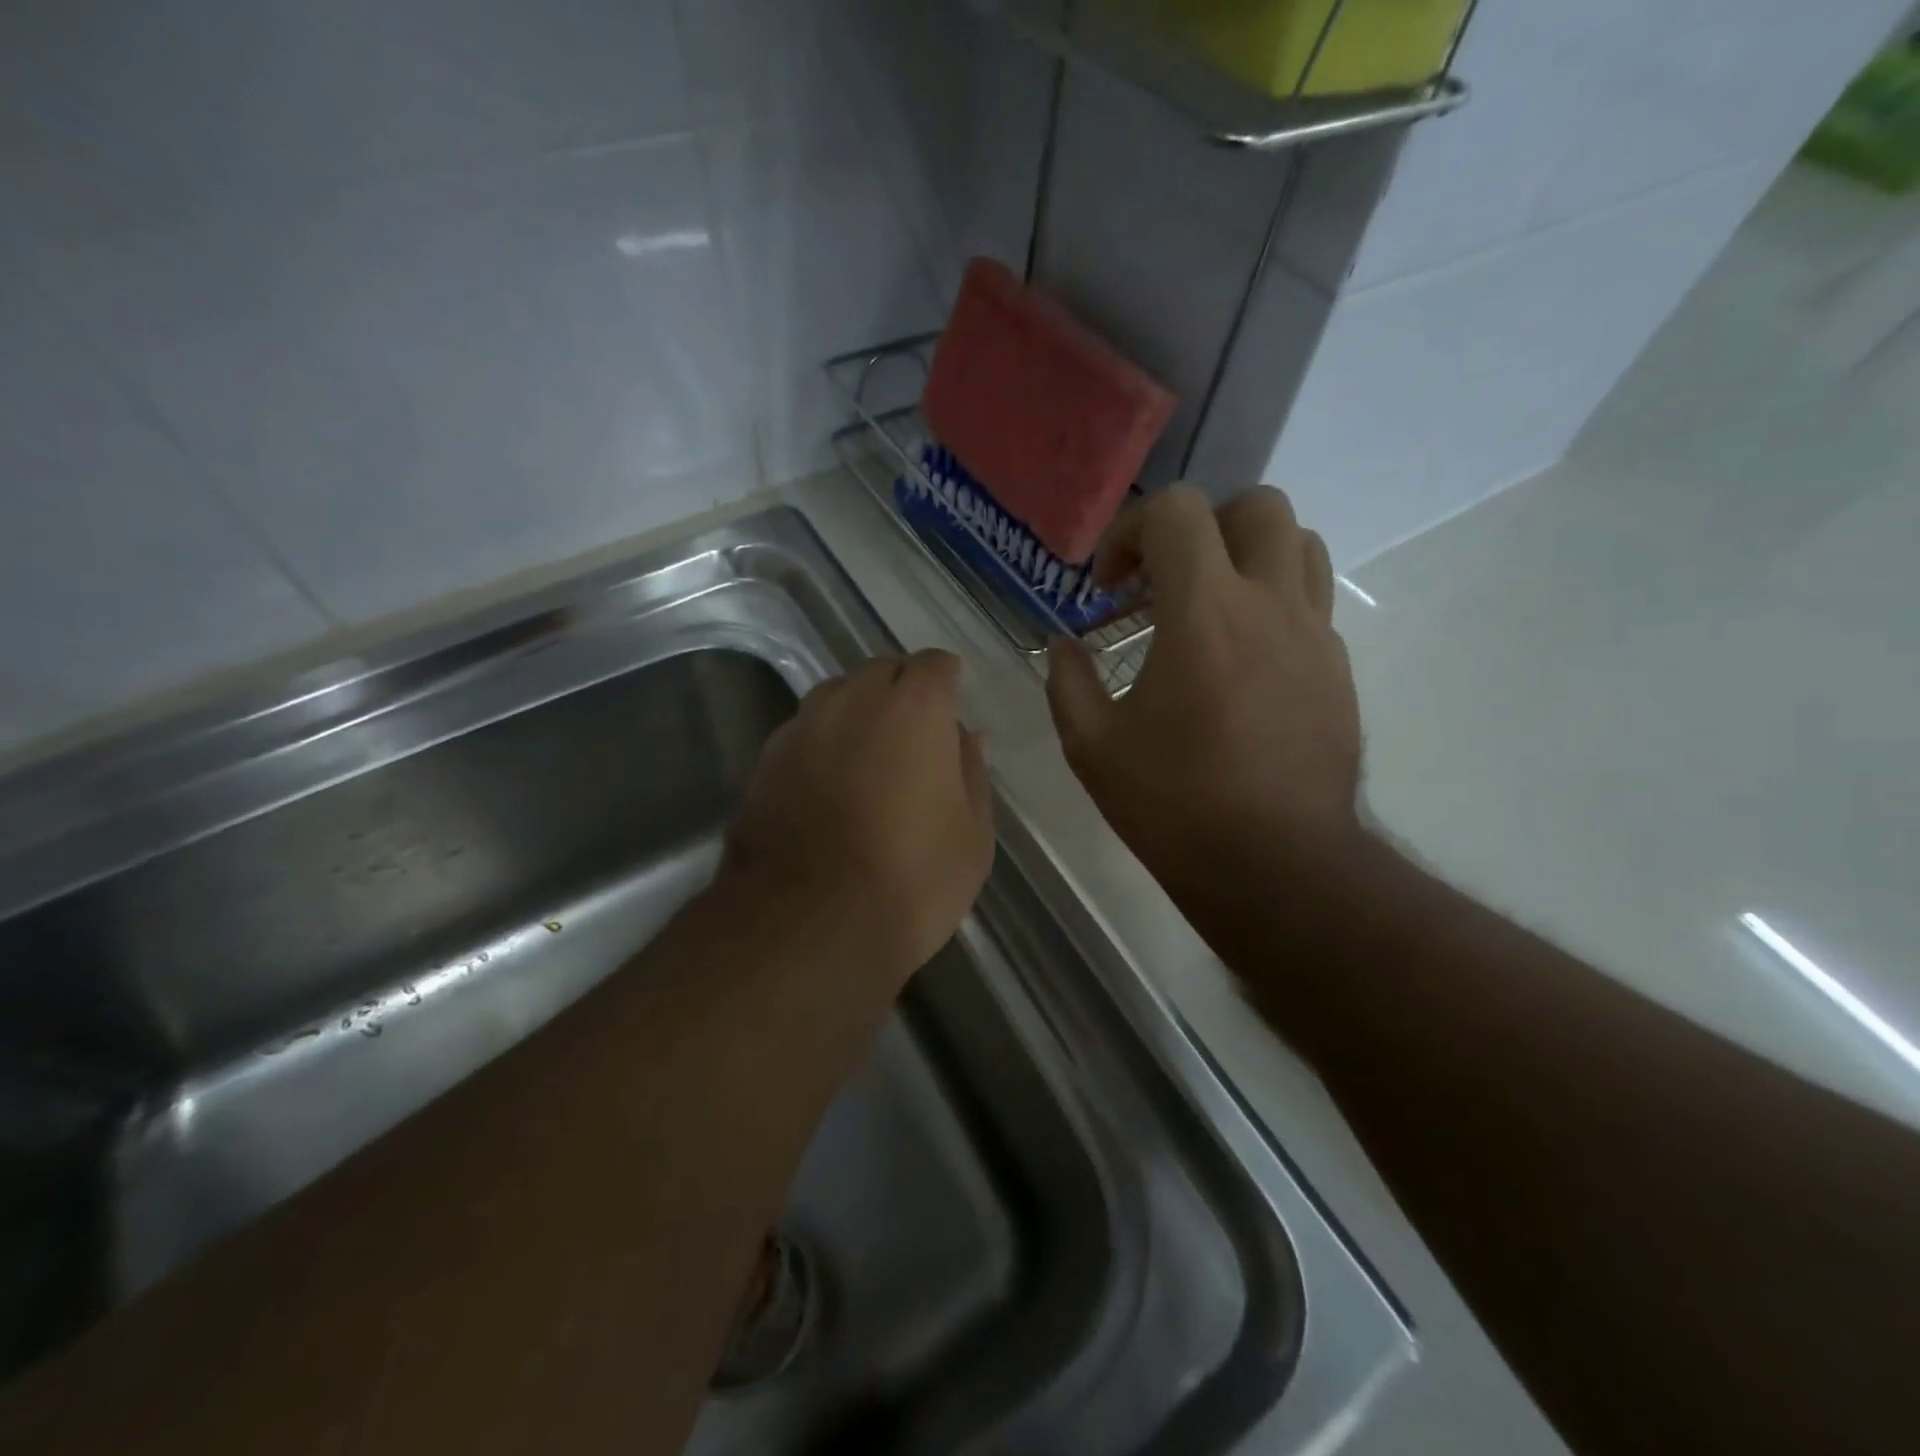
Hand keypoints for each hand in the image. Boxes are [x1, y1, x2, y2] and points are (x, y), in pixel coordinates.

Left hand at [721, 650, 994, 987]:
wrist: (808, 926)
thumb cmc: (912, 879)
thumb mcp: (971, 833)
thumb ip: (971, 772)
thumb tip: (967, 736)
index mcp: (914, 708)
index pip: (934, 664)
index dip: (946, 680)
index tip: (952, 703)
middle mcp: (853, 701)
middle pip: (882, 671)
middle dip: (902, 689)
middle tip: (916, 733)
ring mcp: (802, 728)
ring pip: (837, 696)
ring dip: (859, 711)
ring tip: (871, 755)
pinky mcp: (765, 761)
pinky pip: (805, 731)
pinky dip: (824, 742)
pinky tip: (830, 783)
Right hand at [1046, 484, 1362, 891]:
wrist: (1275, 866)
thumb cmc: (1175, 805)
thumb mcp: (1092, 747)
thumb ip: (1068, 681)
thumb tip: (1065, 646)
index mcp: (1205, 612)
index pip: (1178, 512)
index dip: (1130, 532)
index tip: (1108, 587)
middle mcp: (1270, 605)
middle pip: (1257, 507)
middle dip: (1201, 528)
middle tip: (1165, 581)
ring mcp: (1315, 636)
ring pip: (1299, 546)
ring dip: (1247, 557)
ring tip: (1209, 607)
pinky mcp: (1338, 671)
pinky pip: (1311, 604)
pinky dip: (1271, 606)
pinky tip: (1239, 662)